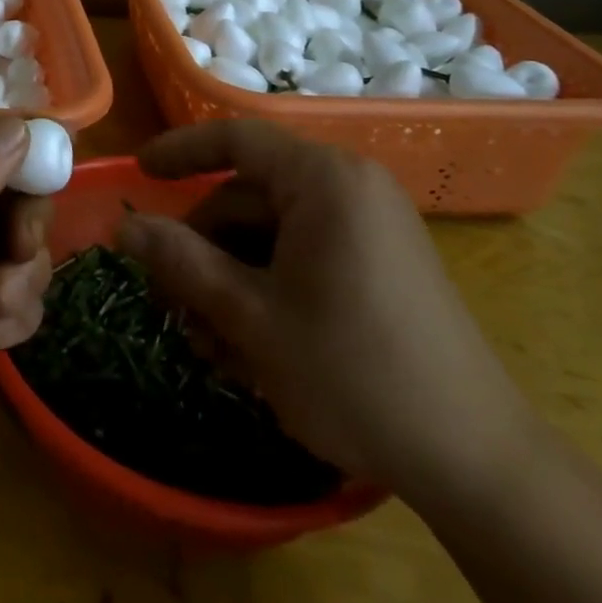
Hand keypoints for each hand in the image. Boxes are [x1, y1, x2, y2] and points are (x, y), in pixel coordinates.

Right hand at [117, 119, 536, 501]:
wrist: (478, 463)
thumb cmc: (353, 372)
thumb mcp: (251, 317)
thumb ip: (181, 261)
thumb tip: (123, 226)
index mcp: (324, 180)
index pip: (235, 139)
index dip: (179, 150)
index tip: (138, 173)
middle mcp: (350, 187)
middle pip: (248, 195)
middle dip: (203, 245)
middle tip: (170, 301)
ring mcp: (370, 226)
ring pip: (271, 231)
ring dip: (230, 276)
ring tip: (208, 338)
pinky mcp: (380, 262)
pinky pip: (303, 254)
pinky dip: (268, 286)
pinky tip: (249, 341)